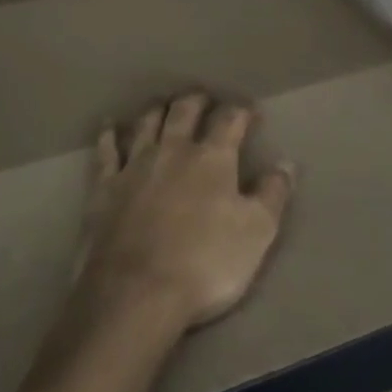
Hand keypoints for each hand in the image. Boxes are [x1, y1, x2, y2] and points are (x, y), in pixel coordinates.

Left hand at [76, 92, 294, 330]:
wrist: (136, 293)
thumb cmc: (205, 264)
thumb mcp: (257, 233)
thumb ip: (273, 195)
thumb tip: (286, 164)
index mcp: (212, 159)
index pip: (230, 120)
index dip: (242, 111)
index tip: (250, 111)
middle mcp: (172, 150)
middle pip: (184, 111)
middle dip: (197, 101)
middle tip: (204, 99)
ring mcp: (134, 166)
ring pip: (146, 123)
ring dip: (158, 110)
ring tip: (164, 106)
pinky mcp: (104, 187)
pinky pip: (106, 151)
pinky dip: (108, 134)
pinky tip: (109, 126)